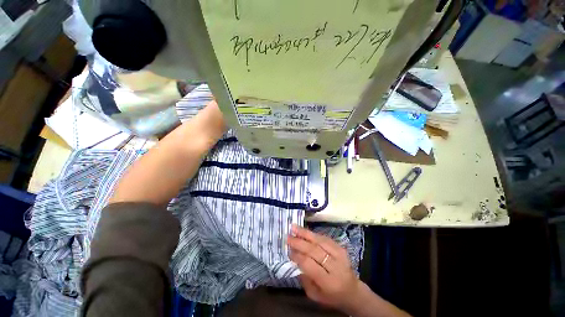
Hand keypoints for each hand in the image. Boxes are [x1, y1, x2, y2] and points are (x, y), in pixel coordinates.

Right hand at [287, 224, 361, 312]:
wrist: (353, 291)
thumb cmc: (331, 296)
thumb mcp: (315, 295)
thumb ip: (305, 279)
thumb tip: (295, 258)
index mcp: (329, 282)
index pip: (309, 264)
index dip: (298, 256)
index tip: (288, 250)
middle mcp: (335, 266)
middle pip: (314, 250)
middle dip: (299, 242)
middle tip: (288, 237)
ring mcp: (340, 254)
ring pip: (319, 241)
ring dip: (305, 233)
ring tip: (294, 227)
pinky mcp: (341, 247)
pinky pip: (324, 238)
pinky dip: (313, 234)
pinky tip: (305, 231)